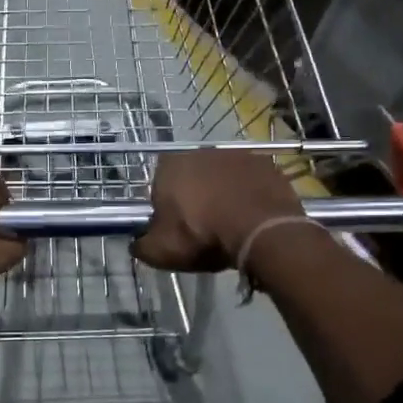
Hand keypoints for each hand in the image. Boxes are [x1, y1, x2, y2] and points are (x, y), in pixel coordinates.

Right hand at [134, 150, 304, 272]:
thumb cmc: (202, 236)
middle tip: (202, 228)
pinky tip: (252, 217)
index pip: (159, 186)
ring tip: (231, 224)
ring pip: (222, 177)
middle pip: (191, 177)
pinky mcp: (265, 164)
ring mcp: (236, 154)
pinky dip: (250, 195)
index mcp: (168, 166)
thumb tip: (137, 243)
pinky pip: (251, 181)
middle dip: (195, 197)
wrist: (260, 231)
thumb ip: (141, 244)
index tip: (174, 228)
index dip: (166, 208)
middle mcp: (200, 151)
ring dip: (223, 194)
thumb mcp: (159, 251)